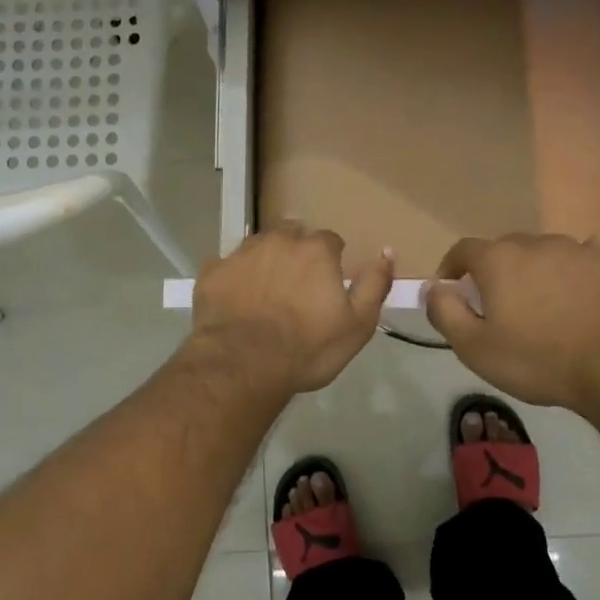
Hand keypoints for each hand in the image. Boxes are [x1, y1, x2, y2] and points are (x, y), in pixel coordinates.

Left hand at [190, 224, 393, 393]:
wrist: (242, 364)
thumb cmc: (307, 348)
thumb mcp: (357, 325)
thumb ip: (374, 284)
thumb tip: (387, 251)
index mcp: (315, 250)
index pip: (330, 241)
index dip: (331, 261)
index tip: (327, 284)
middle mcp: (278, 241)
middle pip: (292, 234)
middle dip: (296, 253)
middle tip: (296, 287)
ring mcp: (241, 254)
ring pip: (258, 246)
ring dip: (265, 261)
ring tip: (265, 293)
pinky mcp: (212, 272)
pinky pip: (226, 266)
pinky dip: (233, 278)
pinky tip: (235, 301)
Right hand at [423, 234, 599, 409]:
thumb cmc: (537, 360)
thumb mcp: (475, 348)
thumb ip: (445, 312)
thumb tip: (432, 287)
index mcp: (498, 260)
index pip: (464, 250)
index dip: (453, 267)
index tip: (453, 288)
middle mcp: (535, 243)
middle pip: (506, 248)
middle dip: (496, 269)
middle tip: (500, 303)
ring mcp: (577, 248)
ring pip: (545, 251)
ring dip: (536, 269)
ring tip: (544, 301)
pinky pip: (586, 254)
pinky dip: (577, 267)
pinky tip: (581, 288)